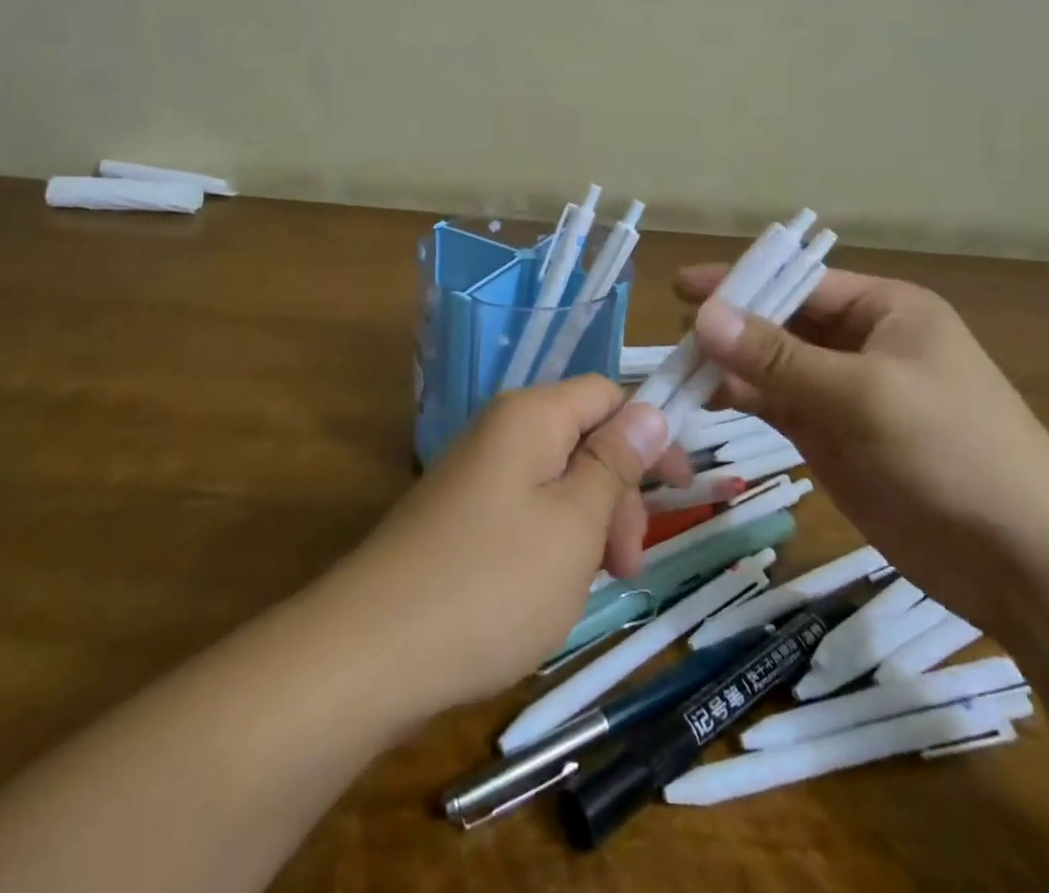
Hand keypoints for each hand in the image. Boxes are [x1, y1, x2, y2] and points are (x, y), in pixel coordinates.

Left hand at [326, 376, 672, 715]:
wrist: (370, 653)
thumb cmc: (492, 583)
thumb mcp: (574, 523)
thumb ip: (616, 462)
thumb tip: (651, 409)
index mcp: (531, 416)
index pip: (607, 394)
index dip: (650, 434)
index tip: (678, 492)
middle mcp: (501, 431)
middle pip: (583, 437)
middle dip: (618, 492)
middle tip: (627, 564)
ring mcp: (476, 474)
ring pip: (558, 479)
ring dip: (590, 523)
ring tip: (593, 584)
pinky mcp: (460, 515)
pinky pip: (526, 509)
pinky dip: (555, 541)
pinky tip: (552, 590)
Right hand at [682, 266, 1048, 630]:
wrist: (1025, 563)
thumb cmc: (952, 451)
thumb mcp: (863, 393)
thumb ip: (778, 356)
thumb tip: (702, 316)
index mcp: (884, 309)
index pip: (799, 283)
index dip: (740, 282)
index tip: (681, 287)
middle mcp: (861, 342)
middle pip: (780, 323)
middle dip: (729, 327)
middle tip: (671, 338)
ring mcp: (845, 393)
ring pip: (772, 367)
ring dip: (729, 367)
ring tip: (676, 372)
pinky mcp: (833, 438)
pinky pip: (777, 406)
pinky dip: (743, 401)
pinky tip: (707, 401)